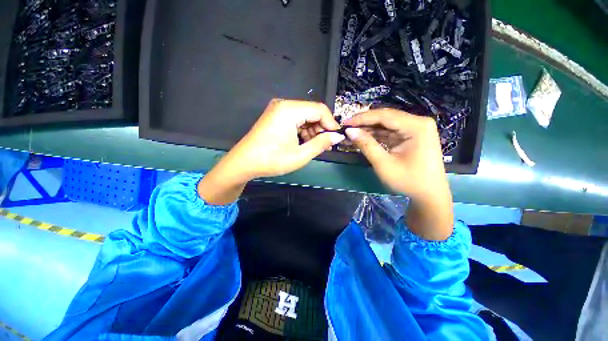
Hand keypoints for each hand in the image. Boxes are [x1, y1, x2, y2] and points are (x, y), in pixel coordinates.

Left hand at [198, 99, 343, 204]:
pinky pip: (295, 120)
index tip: (336, 139)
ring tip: (315, 147)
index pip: (320, 109)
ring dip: (312, 131)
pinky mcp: (275, 117)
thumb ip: (321, 143)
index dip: (331, 123)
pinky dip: (303, 131)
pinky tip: (304, 143)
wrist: (243, 163)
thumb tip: (337, 136)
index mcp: (290, 110)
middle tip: (326, 145)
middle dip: (321, 128)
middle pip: (312, 112)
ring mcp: (278, 110)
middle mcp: (284, 105)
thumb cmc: (272, 160)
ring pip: (304, 117)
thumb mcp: (300, 155)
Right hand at [343, 109, 453, 239]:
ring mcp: (416, 129)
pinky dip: (376, 135)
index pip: (384, 116)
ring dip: (369, 129)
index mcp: (416, 126)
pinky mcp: (411, 136)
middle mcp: (418, 122)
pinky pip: (390, 131)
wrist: (429, 195)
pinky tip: (363, 137)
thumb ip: (366, 145)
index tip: (345, 123)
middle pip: (386, 117)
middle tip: (346, 127)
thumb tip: (349, 131)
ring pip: (387, 124)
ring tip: (352, 133)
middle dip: (364, 122)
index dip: (362, 118)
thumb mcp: (384, 164)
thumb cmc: (408, 181)